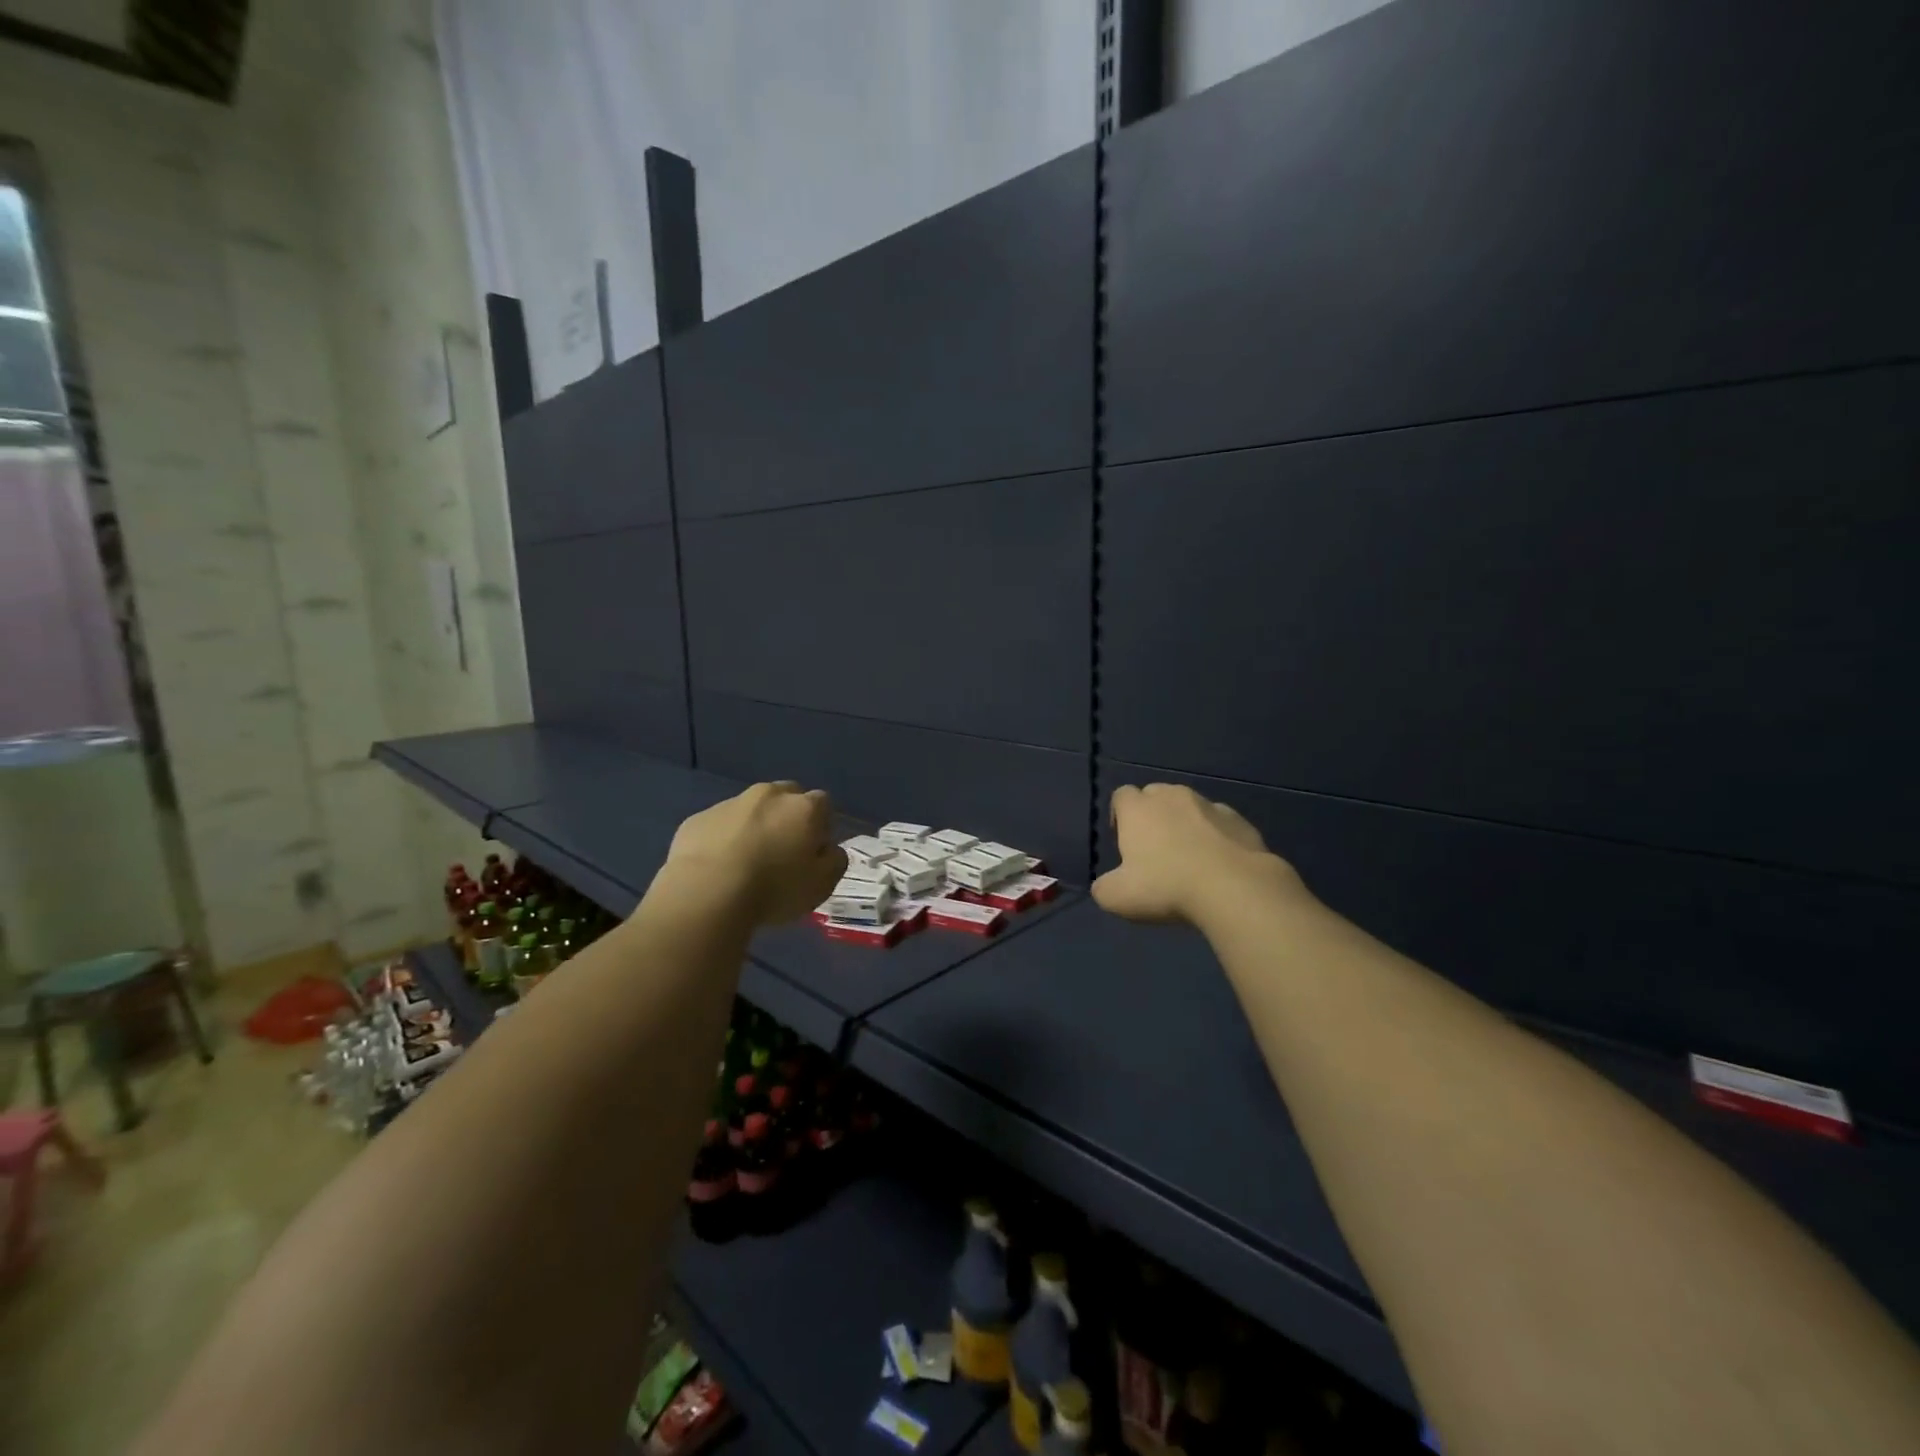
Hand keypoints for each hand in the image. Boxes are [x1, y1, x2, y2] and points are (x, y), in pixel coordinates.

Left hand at [659, 782, 847, 927]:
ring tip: (746, 863)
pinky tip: (718, 868)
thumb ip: (834, 860)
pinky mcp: (698, 819)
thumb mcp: (822, 884)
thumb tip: (829, 849)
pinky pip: (719, 825)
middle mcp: (769, 795)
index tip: (813, 852)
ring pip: (750, 809)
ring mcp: (730, 804)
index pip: (823, 804)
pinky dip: (723, 839)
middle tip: (782, 852)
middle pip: (786, 797)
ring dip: (754, 826)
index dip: (821, 827)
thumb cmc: (774, 889)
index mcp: (804, 808)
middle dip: (788, 817)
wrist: (706, 894)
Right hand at [1092, 783, 1305, 925]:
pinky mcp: (1239, 820)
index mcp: (1138, 809)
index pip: (1121, 795)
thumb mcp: (1118, 898)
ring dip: (1185, 824)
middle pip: (1155, 795)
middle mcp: (1171, 796)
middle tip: (1155, 849)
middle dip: (1152, 815)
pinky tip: (1219, 864)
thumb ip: (1104, 888)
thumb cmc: (1166, 887)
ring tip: (1190, 857)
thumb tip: (1105, 886)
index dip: (1120, 815)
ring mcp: (1208, 805)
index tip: (1124, 842)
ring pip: (1190, 806)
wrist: (1234, 888)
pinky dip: (1216, 836)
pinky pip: (1219, 823)